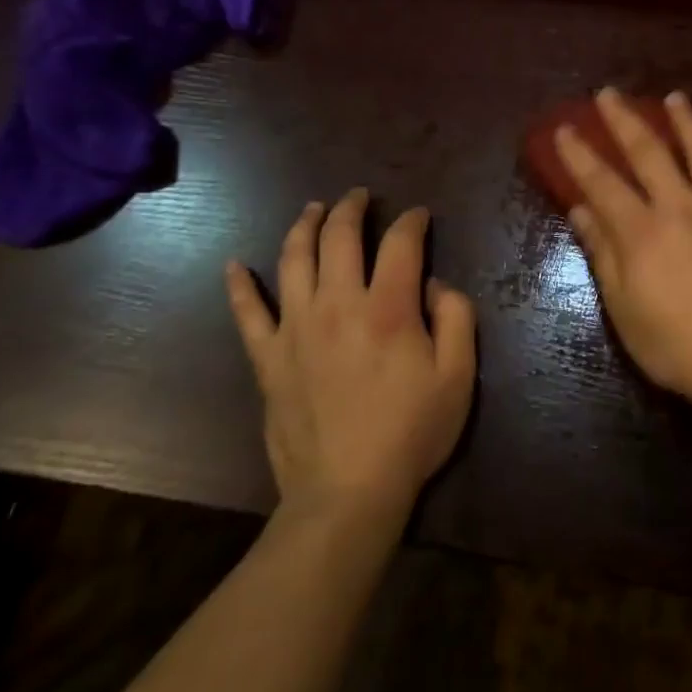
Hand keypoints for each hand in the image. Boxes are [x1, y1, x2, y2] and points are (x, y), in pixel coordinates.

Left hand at [226, 189, 475, 523]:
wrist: (347, 494)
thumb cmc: (411, 433)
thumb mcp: (459, 375)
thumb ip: (456, 317)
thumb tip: (433, 285)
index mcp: (388, 307)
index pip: (399, 242)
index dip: (412, 221)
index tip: (419, 216)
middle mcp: (337, 304)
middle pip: (339, 237)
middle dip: (351, 208)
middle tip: (360, 196)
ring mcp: (296, 329)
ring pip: (293, 260)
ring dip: (304, 226)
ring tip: (313, 209)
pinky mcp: (268, 359)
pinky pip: (246, 315)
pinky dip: (239, 286)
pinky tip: (233, 265)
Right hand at [558, 88, 691, 407]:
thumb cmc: (675, 344)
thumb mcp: (624, 308)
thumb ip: (603, 253)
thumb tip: (580, 209)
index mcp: (641, 232)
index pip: (602, 181)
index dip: (579, 153)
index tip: (564, 128)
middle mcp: (678, 206)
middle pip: (647, 151)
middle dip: (623, 119)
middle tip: (608, 93)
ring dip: (682, 119)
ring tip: (673, 97)